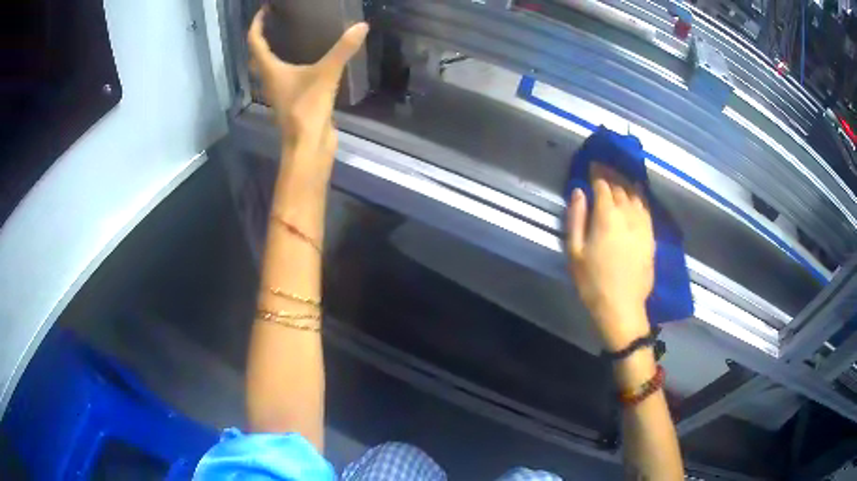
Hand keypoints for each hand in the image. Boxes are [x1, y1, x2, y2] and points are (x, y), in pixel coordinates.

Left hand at [247, 8, 368, 159]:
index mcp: (271, 70)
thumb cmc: (307, 110)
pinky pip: (283, 78)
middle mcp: (270, 80)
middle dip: (261, 38)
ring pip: (268, 68)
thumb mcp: (326, 75)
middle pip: (257, 57)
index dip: (257, 25)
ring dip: (271, 53)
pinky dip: (286, 66)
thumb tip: (362, 26)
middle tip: (273, 23)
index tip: (264, 10)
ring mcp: (280, 92)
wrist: (308, 146)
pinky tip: (302, 63)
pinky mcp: (291, 101)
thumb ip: (342, 50)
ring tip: (285, 37)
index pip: (255, 43)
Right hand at [567, 164, 654, 351]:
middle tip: (604, 166)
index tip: (592, 164)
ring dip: (626, 181)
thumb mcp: (575, 252)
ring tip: (619, 175)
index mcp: (607, 216)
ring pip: (635, 193)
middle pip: (620, 186)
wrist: (622, 306)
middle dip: (611, 173)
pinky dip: (641, 194)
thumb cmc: (593, 281)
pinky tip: (638, 190)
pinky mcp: (651, 234)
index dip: (597, 172)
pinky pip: (646, 207)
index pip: (603, 185)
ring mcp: (643, 224)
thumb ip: (576, 218)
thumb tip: (579, 191)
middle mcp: (628, 214)